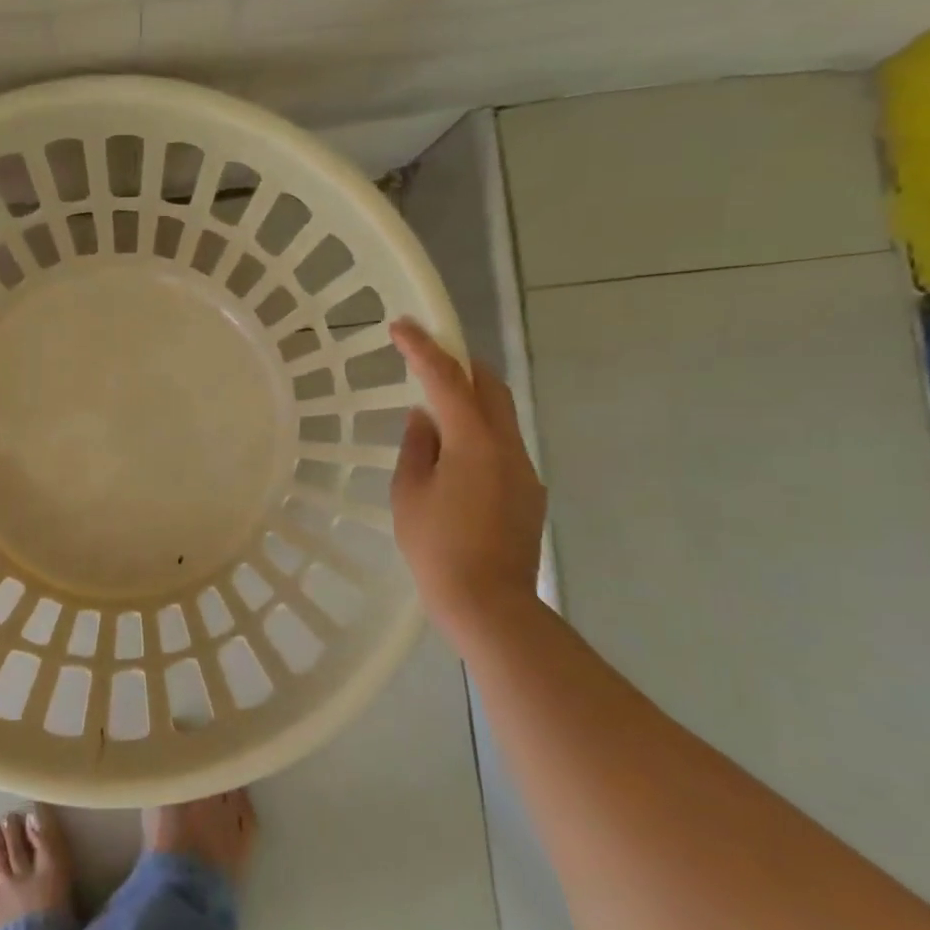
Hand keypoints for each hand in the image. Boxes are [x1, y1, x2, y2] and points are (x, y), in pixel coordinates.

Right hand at [389, 320, 545, 620]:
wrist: (489, 604)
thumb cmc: (436, 548)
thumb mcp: (409, 494)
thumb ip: (417, 447)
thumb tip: (424, 418)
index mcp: (473, 441)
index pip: (446, 379)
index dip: (422, 348)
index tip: (401, 326)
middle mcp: (506, 446)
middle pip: (490, 385)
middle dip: (459, 364)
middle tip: (426, 359)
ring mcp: (523, 469)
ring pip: (499, 415)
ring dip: (469, 400)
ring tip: (434, 412)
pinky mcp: (528, 492)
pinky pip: (501, 445)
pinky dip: (477, 433)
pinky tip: (453, 460)